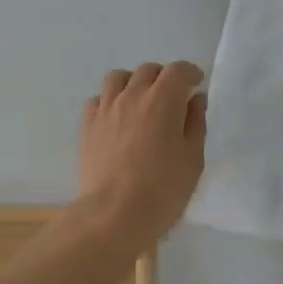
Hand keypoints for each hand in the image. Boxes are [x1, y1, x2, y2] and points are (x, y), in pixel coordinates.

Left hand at [75, 62, 207, 246]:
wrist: (114, 213)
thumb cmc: (163, 189)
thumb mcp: (192, 158)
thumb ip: (195, 124)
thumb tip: (194, 100)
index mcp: (162, 100)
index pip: (178, 71)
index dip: (190, 73)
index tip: (195, 85)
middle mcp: (131, 96)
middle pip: (147, 70)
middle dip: (163, 78)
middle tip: (172, 97)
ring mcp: (105, 109)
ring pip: (118, 78)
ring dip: (133, 83)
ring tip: (141, 102)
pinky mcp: (87, 126)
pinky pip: (98, 99)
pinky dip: (110, 101)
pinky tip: (117, 118)